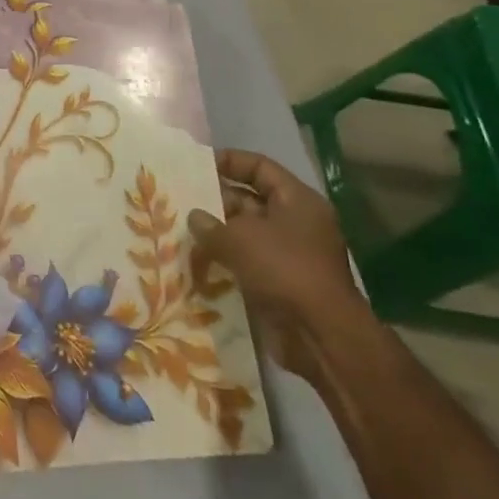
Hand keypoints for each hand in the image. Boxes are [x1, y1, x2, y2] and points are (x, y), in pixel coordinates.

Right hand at [187, 149, 369, 382]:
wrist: (321, 336)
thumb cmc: (285, 270)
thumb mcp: (240, 239)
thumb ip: (210, 224)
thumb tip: (194, 217)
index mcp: (297, 201)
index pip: (260, 167)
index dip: (228, 161)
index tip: (195, 164)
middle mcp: (296, 223)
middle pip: (249, 200)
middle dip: (214, 200)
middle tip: (178, 198)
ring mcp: (289, 254)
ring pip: (244, 233)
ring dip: (215, 233)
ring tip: (179, 228)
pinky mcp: (279, 282)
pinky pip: (245, 261)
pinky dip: (223, 260)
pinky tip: (193, 260)